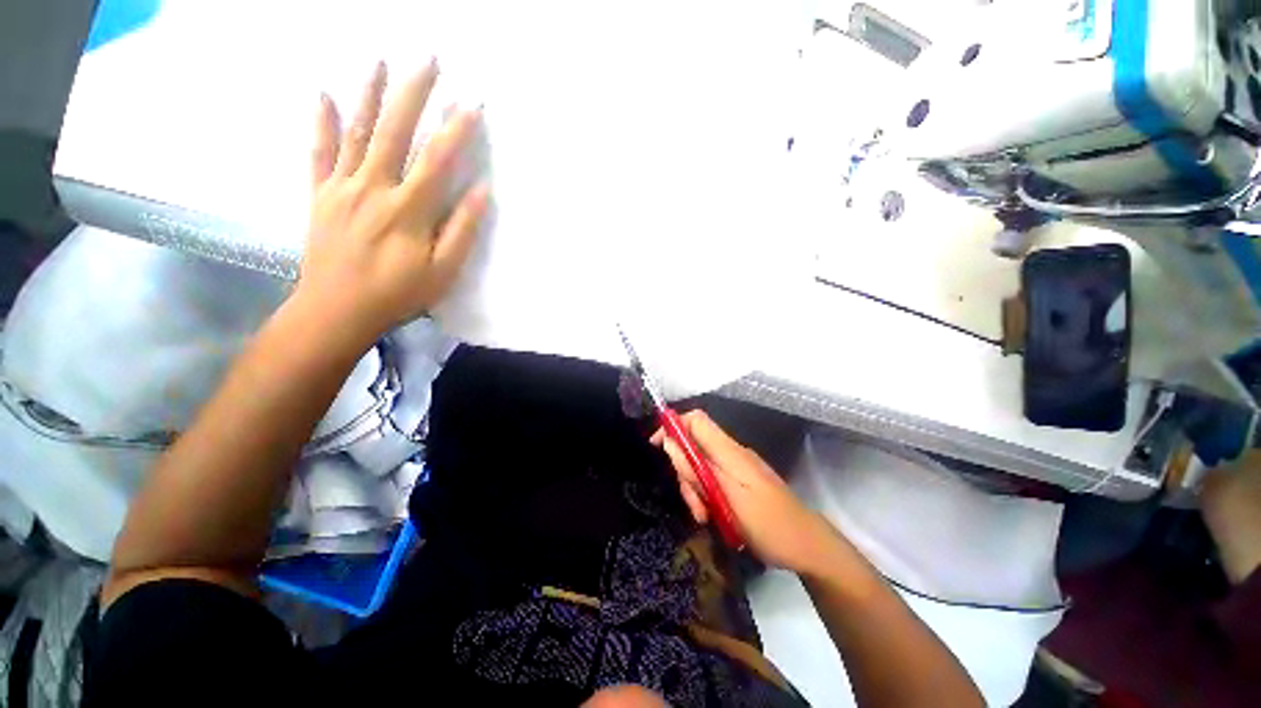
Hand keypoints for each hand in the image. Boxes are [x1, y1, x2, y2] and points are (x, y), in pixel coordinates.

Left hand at [298, 60, 489, 344]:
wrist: (335, 311)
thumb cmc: (397, 294)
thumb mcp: (442, 271)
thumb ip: (461, 230)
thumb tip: (480, 191)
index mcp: (407, 209)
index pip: (437, 160)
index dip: (456, 131)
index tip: (472, 104)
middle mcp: (372, 188)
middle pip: (394, 132)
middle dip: (413, 94)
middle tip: (428, 60)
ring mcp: (341, 188)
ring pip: (356, 132)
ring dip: (369, 94)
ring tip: (380, 61)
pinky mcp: (320, 195)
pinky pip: (319, 152)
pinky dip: (322, 123)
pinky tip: (323, 94)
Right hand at [652, 410, 840, 573]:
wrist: (808, 546)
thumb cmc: (768, 523)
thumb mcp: (725, 498)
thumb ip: (696, 469)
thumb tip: (670, 441)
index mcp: (729, 451)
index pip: (696, 420)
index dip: (673, 425)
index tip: (657, 446)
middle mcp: (732, 453)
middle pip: (695, 447)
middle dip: (685, 472)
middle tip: (694, 504)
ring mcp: (738, 467)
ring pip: (702, 467)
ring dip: (696, 490)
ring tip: (706, 517)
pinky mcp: (742, 481)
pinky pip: (714, 480)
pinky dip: (708, 496)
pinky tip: (715, 517)